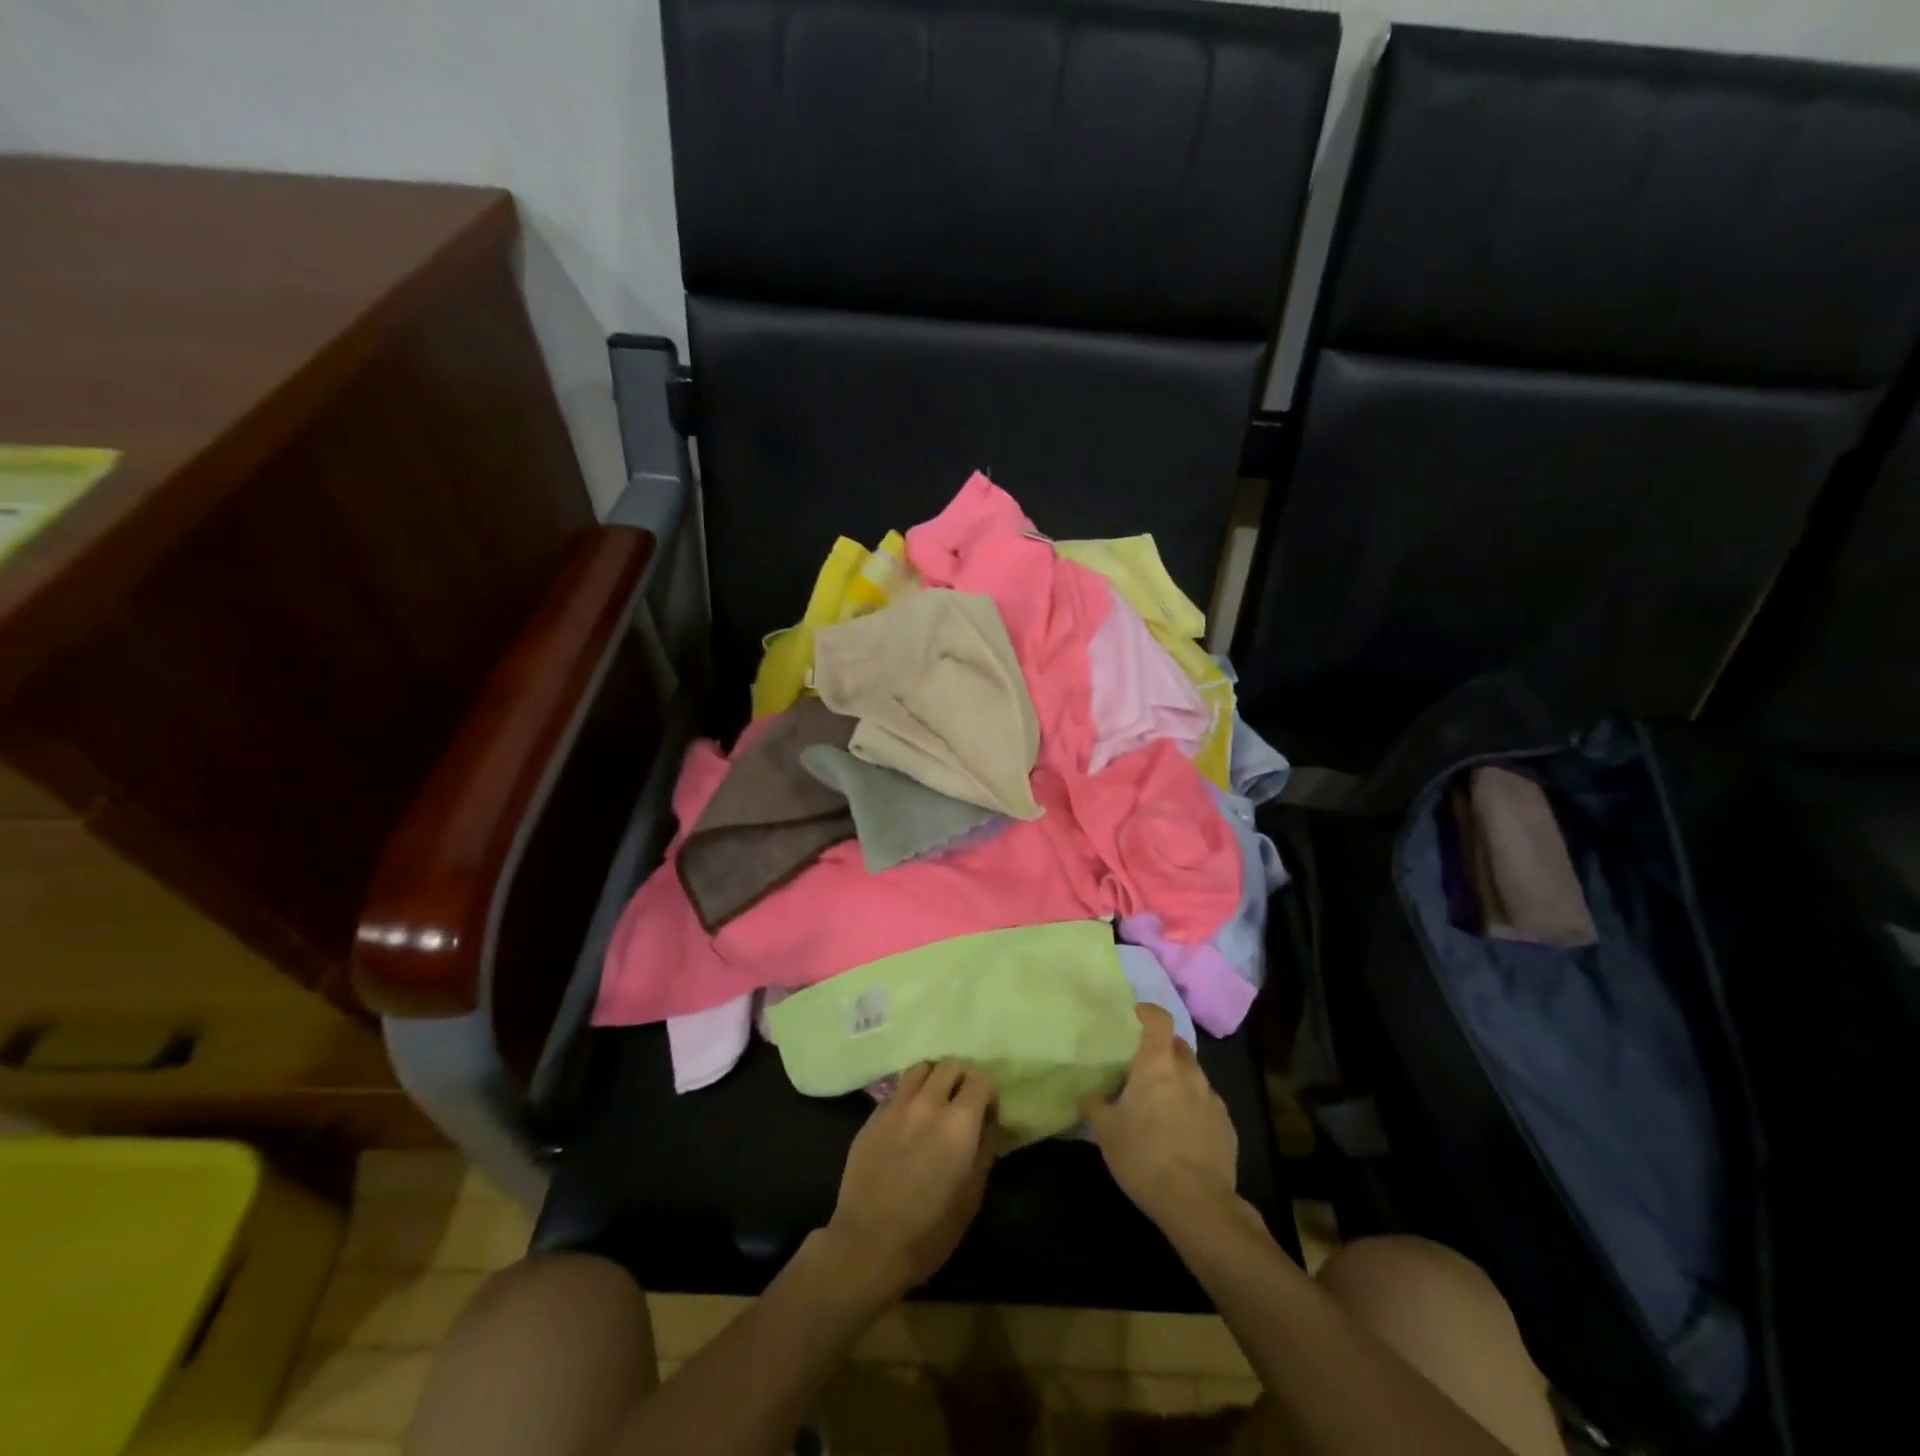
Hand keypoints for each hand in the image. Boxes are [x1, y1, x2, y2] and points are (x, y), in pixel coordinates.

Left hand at [827, 1060, 997, 1298]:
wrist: (868, 1245)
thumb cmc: (930, 1230)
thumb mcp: (972, 1196)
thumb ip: (985, 1150)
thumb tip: (990, 1124)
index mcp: (959, 1122)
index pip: (981, 1080)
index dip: (988, 1094)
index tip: (987, 1115)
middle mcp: (928, 1103)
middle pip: (951, 1064)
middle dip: (962, 1078)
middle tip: (962, 1103)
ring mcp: (896, 1106)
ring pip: (920, 1068)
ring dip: (933, 1079)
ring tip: (934, 1102)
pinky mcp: (873, 1116)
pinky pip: (897, 1090)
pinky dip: (909, 1096)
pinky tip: (908, 1121)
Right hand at [1085, 1005, 1238, 1233]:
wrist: (1197, 1203)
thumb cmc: (1143, 1156)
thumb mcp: (1105, 1130)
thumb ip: (1097, 1103)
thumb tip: (1094, 1093)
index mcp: (1157, 1064)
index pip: (1159, 1019)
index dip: (1148, 1012)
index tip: (1135, 1015)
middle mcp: (1188, 1072)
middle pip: (1177, 1046)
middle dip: (1162, 1050)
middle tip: (1143, 1068)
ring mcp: (1212, 1098)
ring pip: (1193, 1076)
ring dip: (1178, 1081)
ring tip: (1161, 1105)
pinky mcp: (1228, 1126)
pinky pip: (1206, 1105)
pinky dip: (1193, 1108)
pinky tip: (1181, 1134)